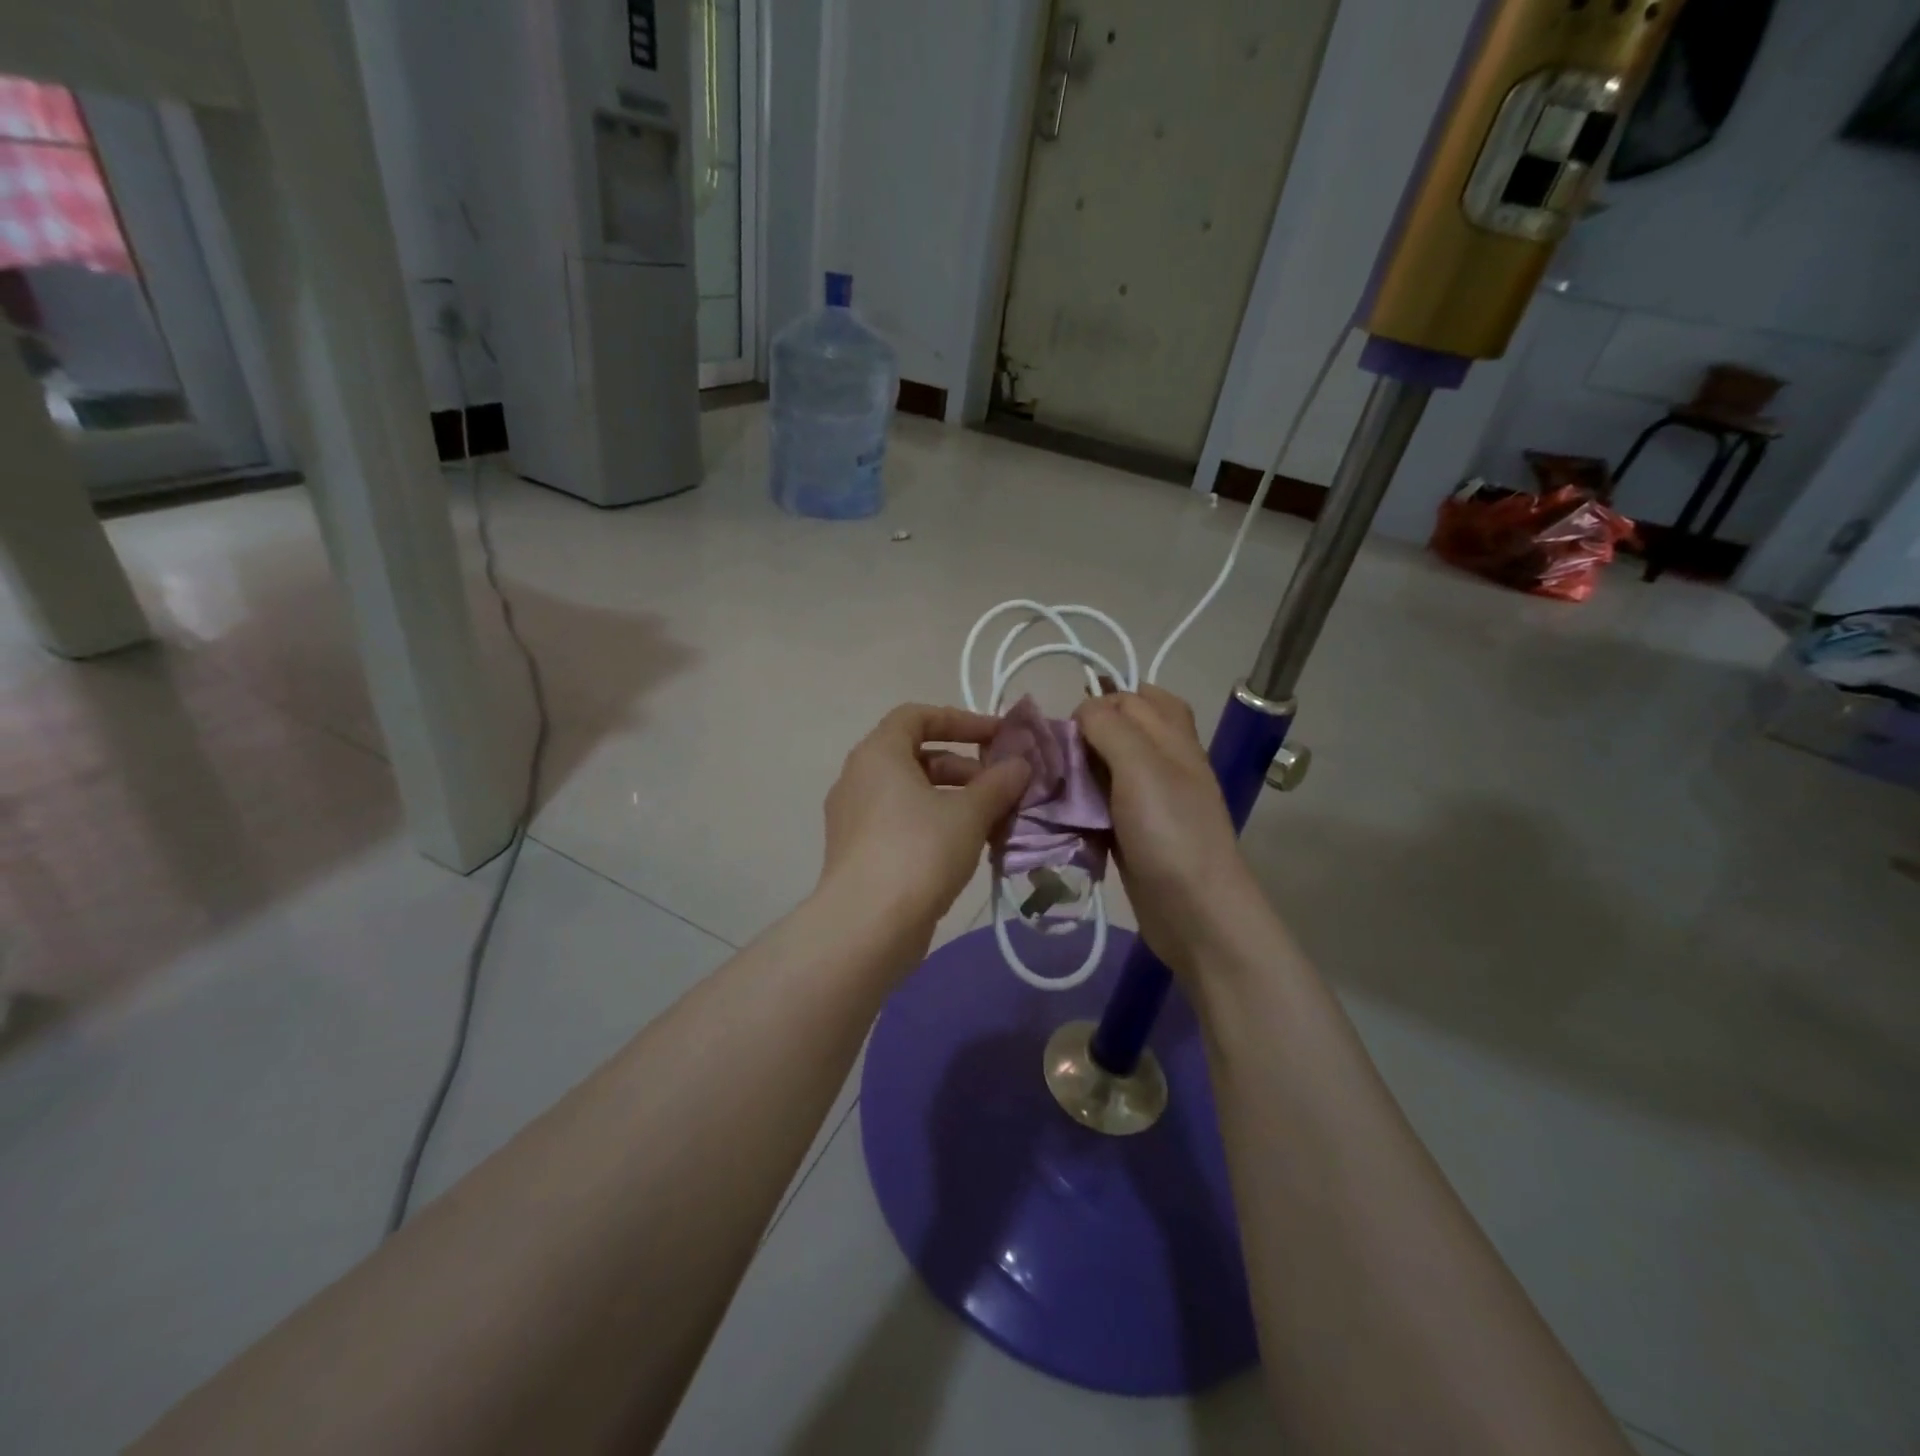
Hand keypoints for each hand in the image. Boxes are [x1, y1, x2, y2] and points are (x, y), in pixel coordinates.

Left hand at [819, 704, 1031, 934]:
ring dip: (954, 800)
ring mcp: (854, 817)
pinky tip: (966, 849)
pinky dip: (934, 824)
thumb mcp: (968, 813)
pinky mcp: (858, 852)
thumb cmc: (919, 851)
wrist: (867, 926)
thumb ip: (998, 783)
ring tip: (993, 822)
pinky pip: (901, 822)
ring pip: (911, 794)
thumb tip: (1020, 764)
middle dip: (964, 768)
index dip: (960, 720)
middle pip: (916, 756)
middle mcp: (858, 778)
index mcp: (878, 754)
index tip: (997, 737)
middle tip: (1001, 788)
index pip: (916, 716)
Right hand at [1073, 686, 1259, 976]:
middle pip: (1119, 733)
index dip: (1100, 704)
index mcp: (1172, 737)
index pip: (1134, 698)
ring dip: (1078, 774)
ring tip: (1050, 786)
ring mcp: (1149, 801)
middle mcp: (1163, 763)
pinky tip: (1061, 816)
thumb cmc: (1169, 830)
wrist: (1195, 911)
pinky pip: (1101, 807)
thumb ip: (1110, 728)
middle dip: (1084, 738)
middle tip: (1056, 758)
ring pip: (1106, 771)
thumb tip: (1084, 708)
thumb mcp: (1141, 765)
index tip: (1069, 731)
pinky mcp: (1133, 833)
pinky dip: (1081, 807)